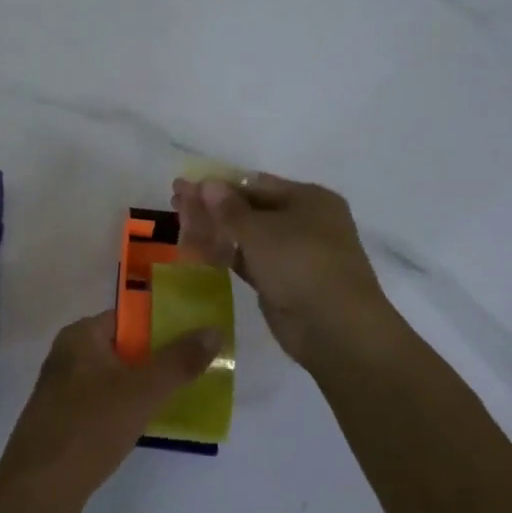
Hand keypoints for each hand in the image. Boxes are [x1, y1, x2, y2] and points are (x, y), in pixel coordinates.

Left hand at [0, 311, 219, 512]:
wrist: (38, 491)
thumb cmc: (89, 428)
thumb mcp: (141, 392)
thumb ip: (178, 362)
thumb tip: (213, 331)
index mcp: (79, 336)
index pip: (127, 319)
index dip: (161, 326)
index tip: (195, 339)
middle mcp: (67, 356)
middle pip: (122, 348)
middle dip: (157, 359)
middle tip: (196, 371)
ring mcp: (63, 391)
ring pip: (114, 379)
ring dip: (143, 388)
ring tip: (182, 398)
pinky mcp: (64, 423)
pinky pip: (104, 406)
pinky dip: (126, 411)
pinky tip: (148, 426)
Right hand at [171, 172, 400, 368]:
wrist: (335, 329)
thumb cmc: (301, 264)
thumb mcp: (260, 231)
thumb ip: (229, 208)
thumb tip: (206, 183)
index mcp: (309, 199)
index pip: (255, 183)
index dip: (218, 184)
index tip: (185, 185)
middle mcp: (304, 222)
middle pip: (250, 208)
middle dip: (213, 206)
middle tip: (175, 202)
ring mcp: (294, 254)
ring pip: (247, 236)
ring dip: (216, 230)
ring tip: (179, 224)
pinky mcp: (282, 282)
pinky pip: (249, 261)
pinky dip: (225, 254)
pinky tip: (196, 250)